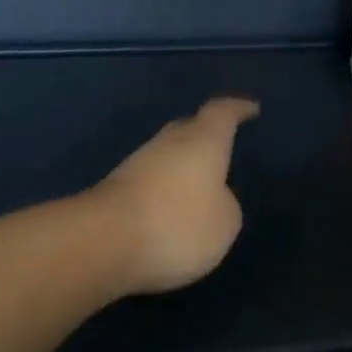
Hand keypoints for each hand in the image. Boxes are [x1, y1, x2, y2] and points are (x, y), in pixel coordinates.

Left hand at [91, 97, 258, 295]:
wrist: (101, 243)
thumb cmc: (177, 224)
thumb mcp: (224, 223)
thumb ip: (226, 205)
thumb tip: (214, 198)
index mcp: (203, 140)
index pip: (223, 113)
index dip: (238, 109)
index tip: (251, 108)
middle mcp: (169, 143)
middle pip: (189, 127)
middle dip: (206, 133)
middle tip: (222, 144)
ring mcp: (136, 164)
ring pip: (166, 155)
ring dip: (181, 165)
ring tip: (198, 184)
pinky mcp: (113, 191)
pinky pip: (148, 182)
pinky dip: (162, 190)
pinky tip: (168, 210)